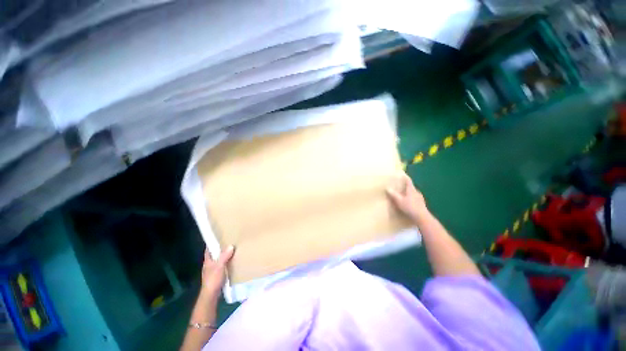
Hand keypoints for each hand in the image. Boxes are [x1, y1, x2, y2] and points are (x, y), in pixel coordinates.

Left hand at [201, 246, 234, 295]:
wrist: (211, 295)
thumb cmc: (213, 279)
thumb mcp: (219, 266)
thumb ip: (224, 256)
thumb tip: (231, 246)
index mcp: (208, 261)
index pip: (208, 249)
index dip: (212, 243)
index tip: (219, 237)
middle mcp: (209, 264)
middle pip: (214, 254)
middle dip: (220, 249)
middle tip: (229, 242)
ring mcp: (212, 271)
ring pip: (218, 260)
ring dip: (224, 256)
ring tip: (233, 251)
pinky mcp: (216, 276)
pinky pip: (222, 266)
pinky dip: (226, 262)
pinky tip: (232, 262)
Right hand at [386, 172, 428, 220]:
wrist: (422, 217)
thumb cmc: (410, 207)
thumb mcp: (399, 201)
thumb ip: (393, 194)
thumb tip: (387, 188)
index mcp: (411, 190)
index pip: (408, 181)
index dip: (405, 177)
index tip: (402, 175)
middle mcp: (416, 192)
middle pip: (411, 187)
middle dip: (405, 187)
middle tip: (400, 186)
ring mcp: (420, 198)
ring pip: (413, 193)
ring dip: (408, 193)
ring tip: (403, 195)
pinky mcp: (421, 204)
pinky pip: (415, 199)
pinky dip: (411, 199)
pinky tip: (408, 203)